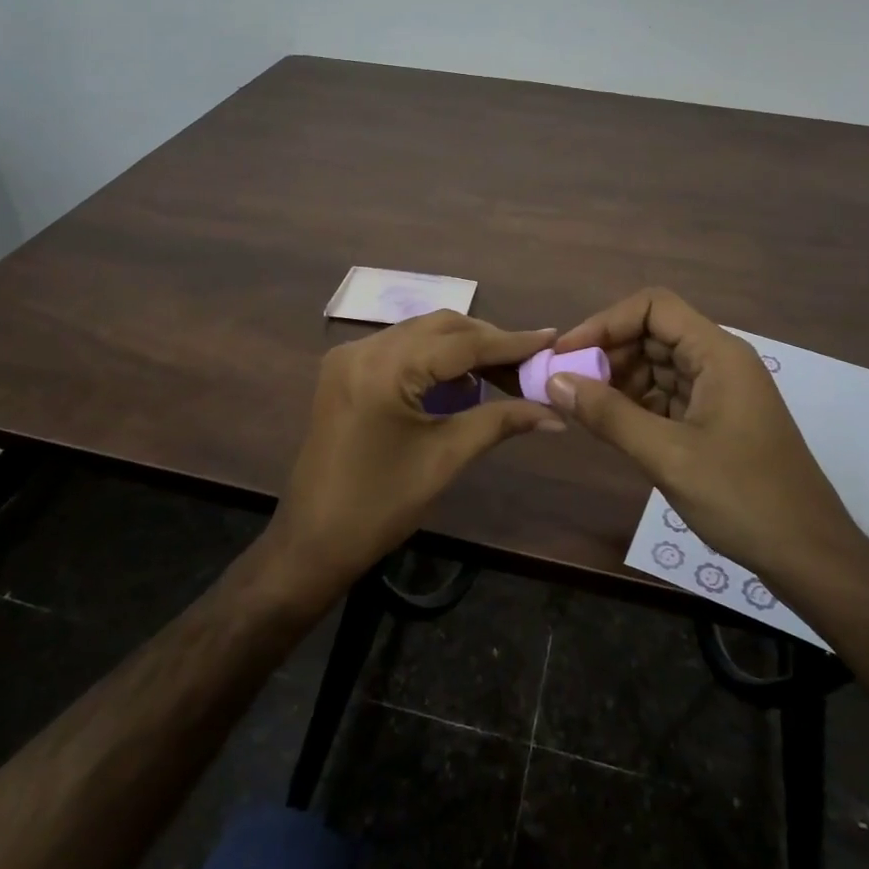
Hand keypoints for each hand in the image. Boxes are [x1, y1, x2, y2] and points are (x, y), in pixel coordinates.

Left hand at [265, 311, 562, 606]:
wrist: (313, 541)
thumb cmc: (382, 505)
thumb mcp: (446, 458)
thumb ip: (500, 421)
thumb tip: (554, 412)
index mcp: (385, 368)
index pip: (461, 343)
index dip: (510, 342)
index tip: (550, 338)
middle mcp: (363, 348)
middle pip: (440, 327)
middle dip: (487, 342)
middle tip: (528, 363)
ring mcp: (349, 357)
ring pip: (420, 334)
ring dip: (462, 348)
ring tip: (503, 372)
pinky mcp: (344, 371)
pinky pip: (400, 350)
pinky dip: (433, 359)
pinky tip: (461, 383)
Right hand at [549, 287, 864, 580]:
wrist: (809, 556)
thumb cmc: (743, 498)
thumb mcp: (667, 456)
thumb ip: (608, 415)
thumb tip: (555, 381)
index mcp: (718, 354)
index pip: (654, 307)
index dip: (605, 322)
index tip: (567, 353)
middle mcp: (720, 362)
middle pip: (653, 334)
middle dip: (608, 353)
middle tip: (567, 385)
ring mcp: (720, 392)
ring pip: (658, 366)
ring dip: (619, 380)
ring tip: (582, 408)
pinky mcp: (716, 420)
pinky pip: (668, 396)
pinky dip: (636, 404)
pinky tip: (610, 426)